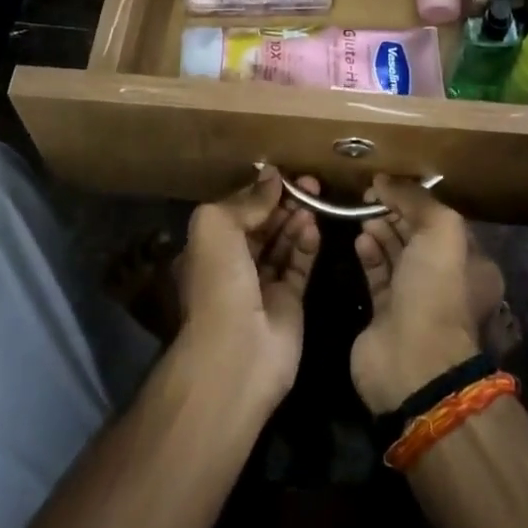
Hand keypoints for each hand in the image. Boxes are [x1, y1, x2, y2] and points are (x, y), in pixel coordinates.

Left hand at [176, 167, 320, 407]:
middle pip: (264, 225)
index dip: (260, 191)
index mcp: (210, 247)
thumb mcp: (218, 227)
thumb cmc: (219, 283)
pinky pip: (300, 266)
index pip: (238, 210)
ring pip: (283, 243)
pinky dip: (307, 246)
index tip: (284, 174)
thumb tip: (271, 176)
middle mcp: (234, 264)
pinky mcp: (289, 303)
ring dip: (297, 220)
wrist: (236, 354)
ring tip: (316, 199)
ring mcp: (262, 285)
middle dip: (284, 202)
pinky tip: (315, 228)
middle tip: (310, 183)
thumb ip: (246, 200)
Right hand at [351, 176, 481, 413]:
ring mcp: (415, 299)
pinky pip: (377, 275)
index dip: (416, 201)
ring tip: (362, 214)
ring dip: (380, 230)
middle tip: (370, 196)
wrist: (413, 361)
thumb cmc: (436, 291)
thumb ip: (415, 199)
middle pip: (417, 236)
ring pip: (396, 254)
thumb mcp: (440, 230)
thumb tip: (385, 180)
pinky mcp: (385, 314)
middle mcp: (445, 280)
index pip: (441, 222)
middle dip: (396, 213)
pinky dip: (369, 254)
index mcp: (469, 263)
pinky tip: (359, 239)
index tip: (390, 185)